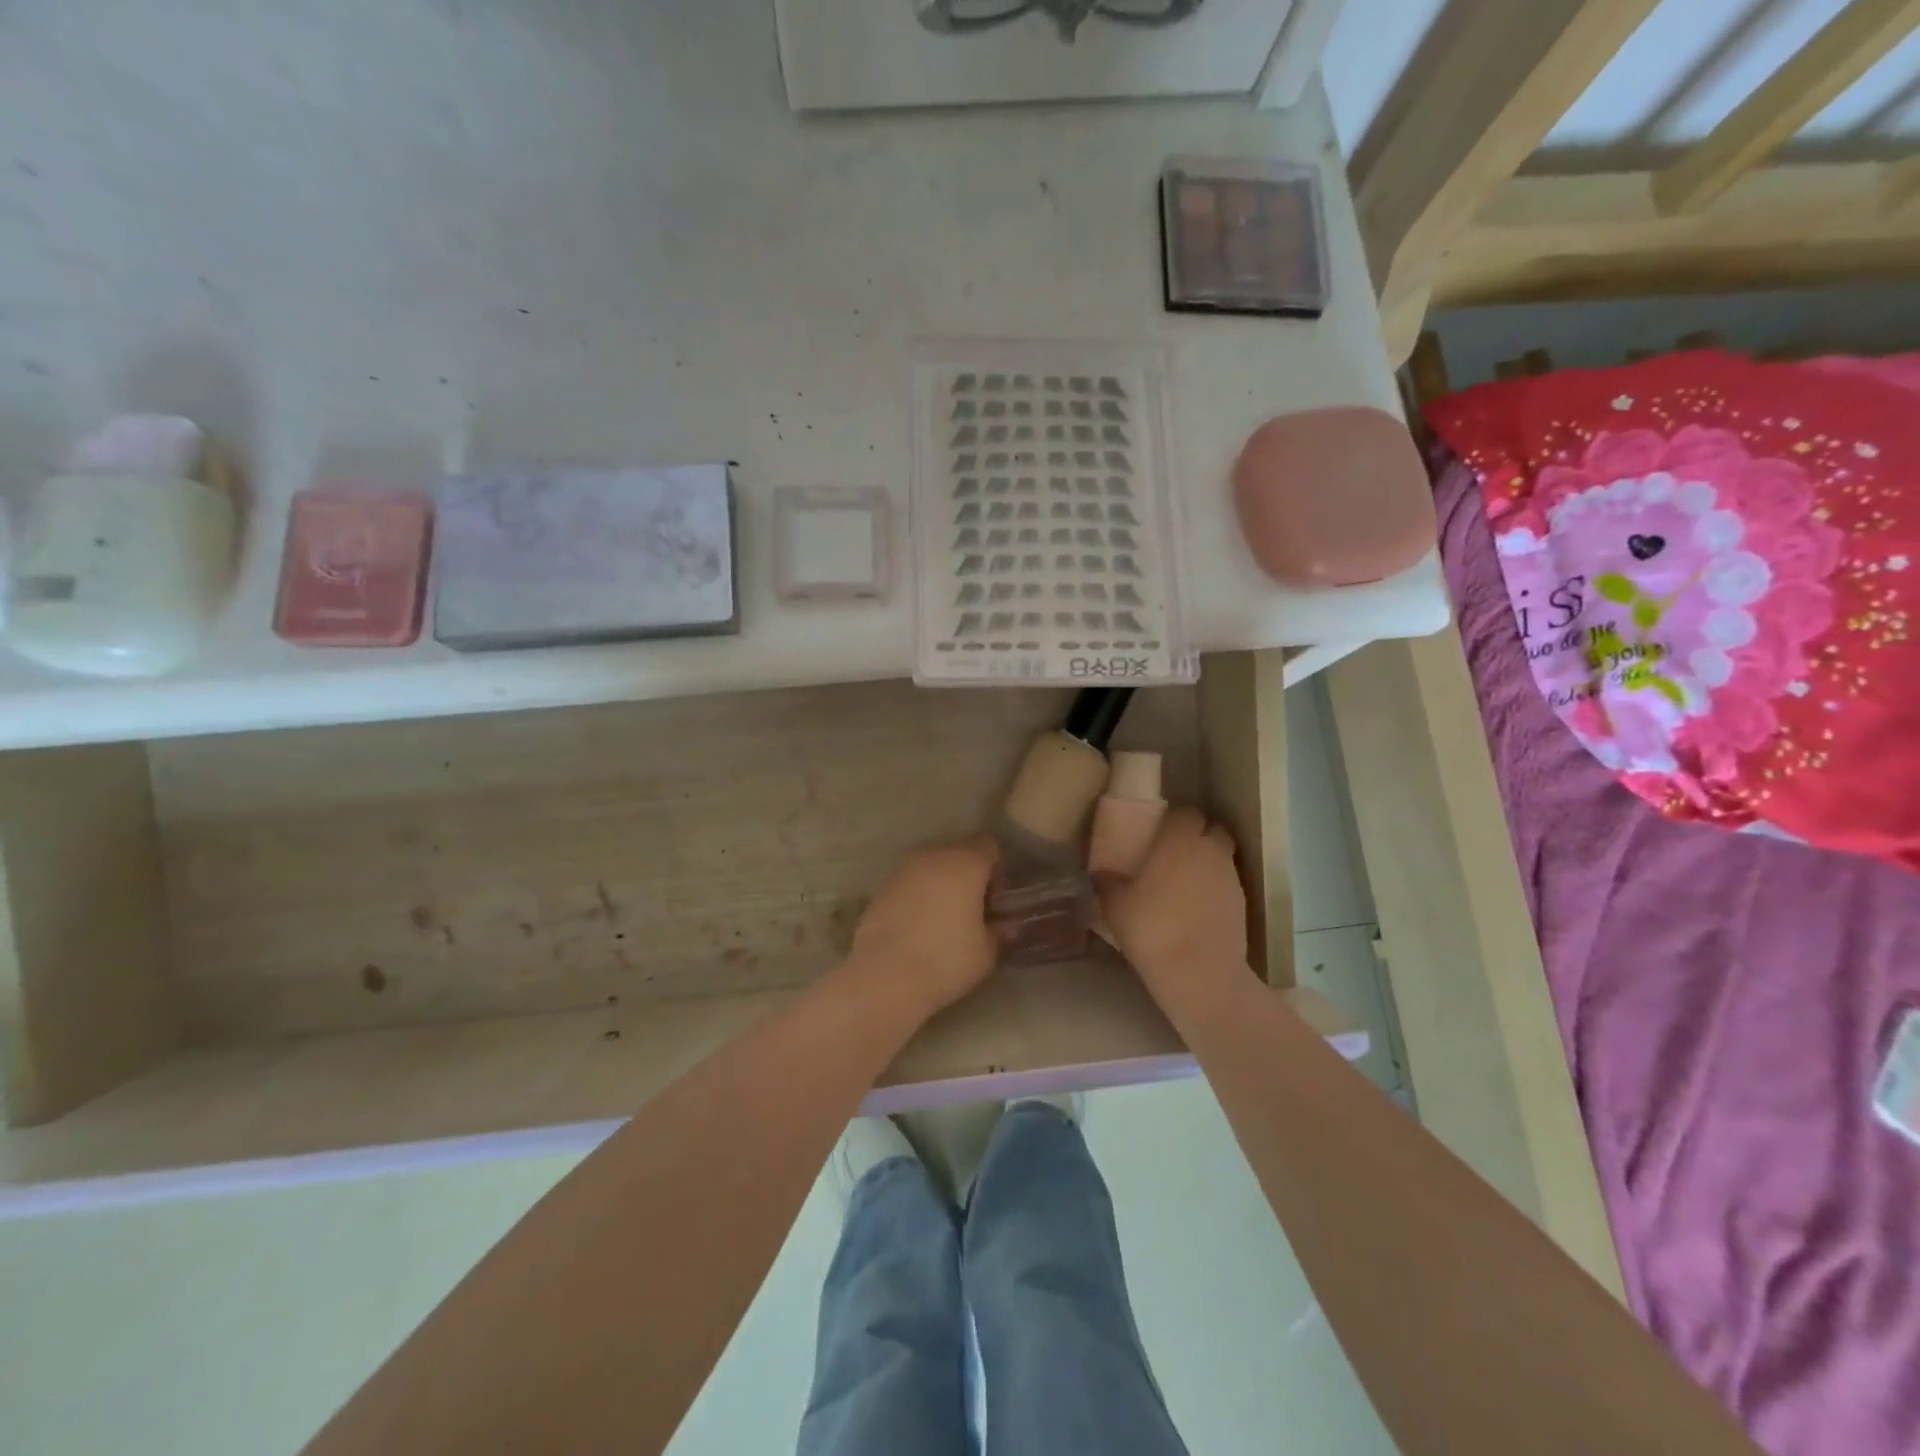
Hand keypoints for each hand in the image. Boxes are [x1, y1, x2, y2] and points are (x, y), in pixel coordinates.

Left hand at [847, 836, 1001, 1018]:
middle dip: (969, 873)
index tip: (995, 899)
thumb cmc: (946, 960)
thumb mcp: (986, 952)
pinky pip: (910, 881)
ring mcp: (903, 869)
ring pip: (932, 865)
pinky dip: (919, 894)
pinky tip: (919, 925)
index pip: (988, 845)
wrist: (885, 977)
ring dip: (942, 882)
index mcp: (965, 864)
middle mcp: (934, 856)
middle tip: (973, 908)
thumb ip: (999, 932)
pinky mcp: (882, 887)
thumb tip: (1007, 925)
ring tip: (945, 917)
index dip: (996, 868)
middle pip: (959, 851)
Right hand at [1099, 807, 1247, 1017]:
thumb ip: (1107, 882)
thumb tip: (1099, 873)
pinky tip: (1196, 908)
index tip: (1157, 831)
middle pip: (1211, 830)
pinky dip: (1214, 888)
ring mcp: (1231, 877)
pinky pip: (1227, 884)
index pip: (1186, 812)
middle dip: (1196, 836)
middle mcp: (1210, 850)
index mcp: (1180, 840)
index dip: (1174, 819)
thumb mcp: (1115, 904)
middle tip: (1172, 854)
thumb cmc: (1152, 928)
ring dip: (1206, 862)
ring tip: (1183, 883)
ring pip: (1221, 857)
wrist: (1200, 972)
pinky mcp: (1242, 903)